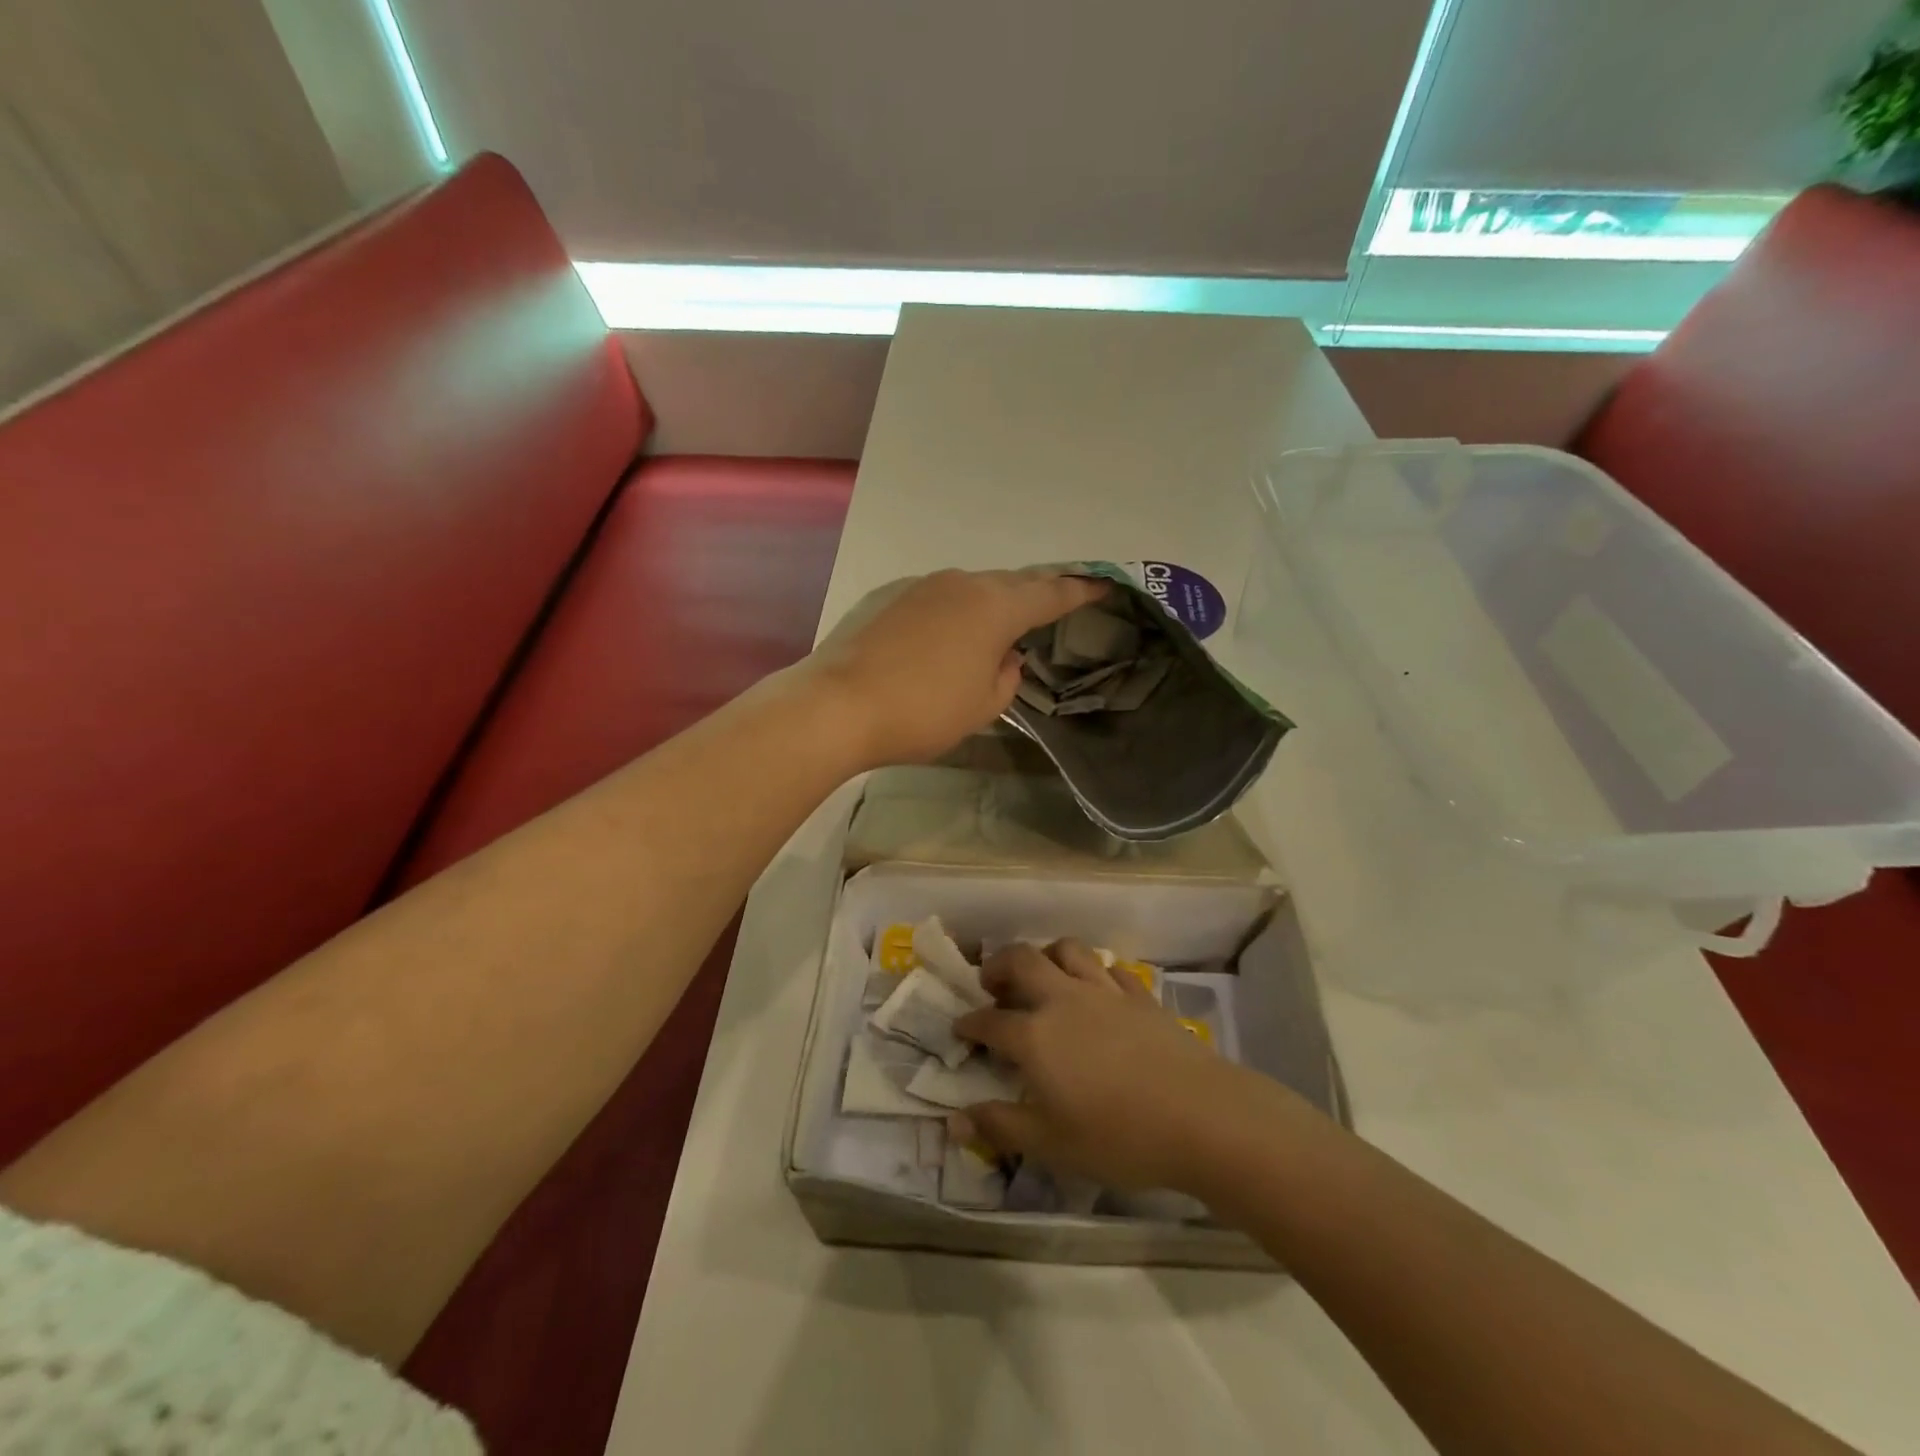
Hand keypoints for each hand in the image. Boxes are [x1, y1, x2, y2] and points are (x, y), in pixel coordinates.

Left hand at [805, 569, 1105, 767]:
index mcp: (995, 606)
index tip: (1103, 585)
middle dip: (1035, 594)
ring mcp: (920, 586)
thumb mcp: (982, 706)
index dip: (1080, 591)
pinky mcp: (887, 597)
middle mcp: (961, 583)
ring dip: (989, 604)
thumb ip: (1007, 677)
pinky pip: (936, 599)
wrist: (837, 705)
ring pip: (970, 589)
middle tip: (1053, 605)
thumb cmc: (923, 711)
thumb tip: (1004, 656)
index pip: (1050, 594)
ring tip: (996, 627)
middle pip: (1010, 584)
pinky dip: (952, 613)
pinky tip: (944, 638)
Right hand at [953, 939, 1277, 1192]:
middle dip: (999, 965)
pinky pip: (1111, 969)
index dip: (970, 1023)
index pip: (990, 1020)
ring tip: (1043, 975)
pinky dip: (1095, 973)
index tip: (960, 1028)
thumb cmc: (1118, 1136)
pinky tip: (1098, 991)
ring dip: (1047, 955)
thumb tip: (954, 1121)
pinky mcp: (1141, 995)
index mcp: (1035, 1035)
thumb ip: (1001, 1126)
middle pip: (1022, 960)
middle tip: (992, 983)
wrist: (1201, 1116)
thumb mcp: (1051, 1144)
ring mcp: (1105, 992)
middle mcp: (1064, 999)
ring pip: (1067, 950)